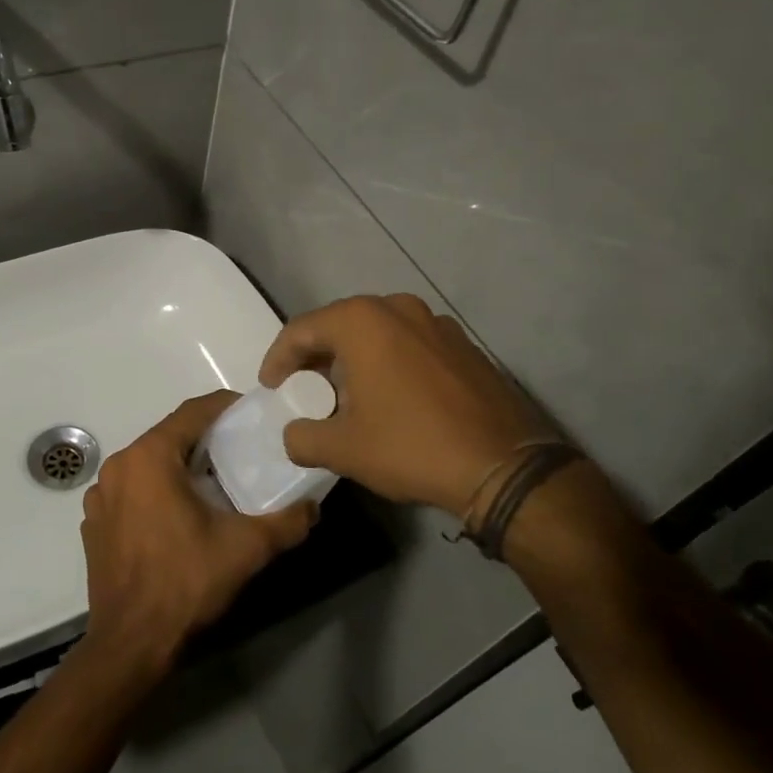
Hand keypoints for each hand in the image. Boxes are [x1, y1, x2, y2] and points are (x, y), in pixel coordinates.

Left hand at [79, 391, 316, 671]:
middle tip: (242, 449)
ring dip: (180, 465)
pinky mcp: (95, 524)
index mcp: (149, 458)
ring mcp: (101, 497)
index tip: (253, 412)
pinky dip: (157, 490)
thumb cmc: (185, 582)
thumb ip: (286, 522)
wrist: (130, 644)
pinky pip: (132, 490)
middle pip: (169, 436)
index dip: (226, 406)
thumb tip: (313, 508)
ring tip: (214, 482)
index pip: (193, 412)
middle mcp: (119, 467)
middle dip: (206, 438)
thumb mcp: (245, 548)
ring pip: (149, 463)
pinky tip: (180, 514)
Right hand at [259, 294, 556, 514]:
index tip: (270, 389)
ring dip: (353, 359)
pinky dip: (388, 362)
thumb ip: (302, 437)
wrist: (503, 464)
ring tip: (345, 396)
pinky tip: (390, 397)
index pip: (301, 330)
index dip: (277, 359)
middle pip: (339, 325)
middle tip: (302, 391)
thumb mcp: (343, 449)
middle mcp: (397, 307)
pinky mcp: (462, 344)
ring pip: (377, 333)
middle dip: (315, 357)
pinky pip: (408, 344)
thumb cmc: (411, 446)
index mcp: (362, 321)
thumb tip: (293, 434)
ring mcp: (436, 322)